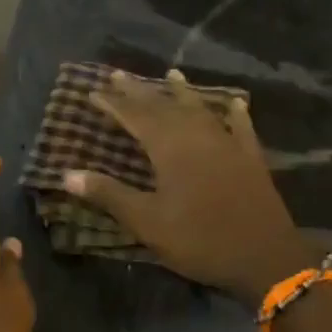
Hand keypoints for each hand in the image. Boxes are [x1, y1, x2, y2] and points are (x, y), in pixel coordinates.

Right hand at [62, 69, 312, 300]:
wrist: (265, 257)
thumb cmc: (199, 239)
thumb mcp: (147, 222)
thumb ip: (109, 195)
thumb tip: (67, 174)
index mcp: (170, 148)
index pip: (135, 117)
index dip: (113, 104)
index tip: (93, 92)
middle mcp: (197, 136)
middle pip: (164, 107)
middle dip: (140, 91)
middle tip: (119, 75)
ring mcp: (228, 144)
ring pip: (200, 110)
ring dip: (183, 93)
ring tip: (172, 75)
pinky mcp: (251, 158)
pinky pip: (241, 128)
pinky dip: (234, 114)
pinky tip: (234, 103)